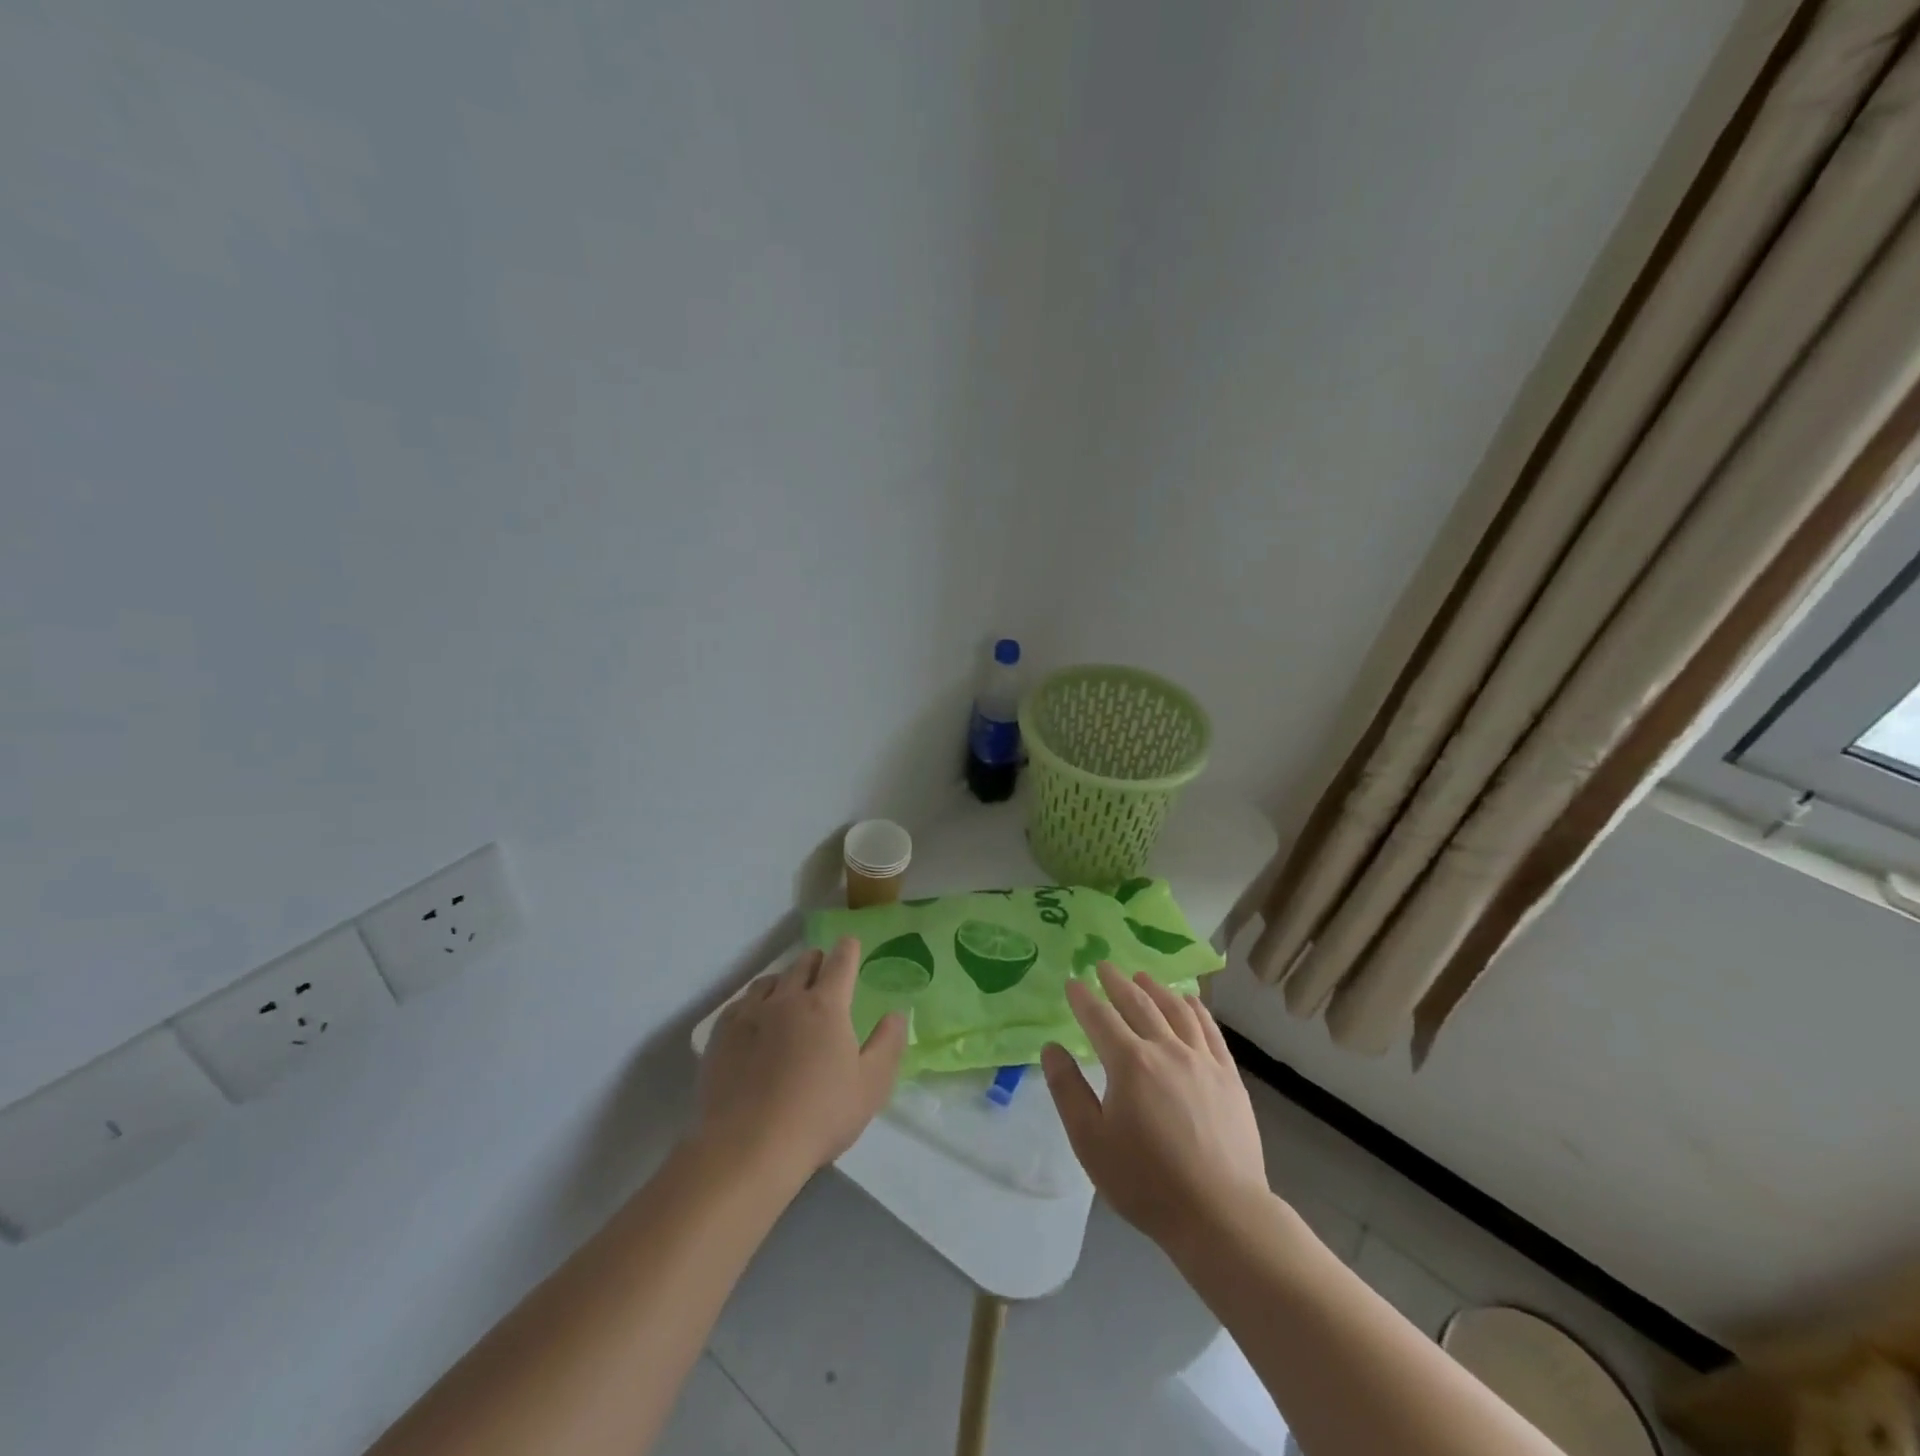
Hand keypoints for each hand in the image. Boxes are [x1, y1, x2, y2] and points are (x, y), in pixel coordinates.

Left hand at [695, 938, 906, 1184]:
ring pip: (770, 980)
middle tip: (822, 971)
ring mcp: (750, 1014)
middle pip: (803, 963)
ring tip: (788, 992)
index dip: (848, 950)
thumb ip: (887, 1044)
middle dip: (817, 961)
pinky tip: (755, 1018)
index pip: (840, 962)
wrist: (747, 1148)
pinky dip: (755, 1001)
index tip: (850, 945)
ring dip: (785, 979)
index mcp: (826, 1005)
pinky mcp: (722, 1034)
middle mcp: (787, 998)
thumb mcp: (871, 1086)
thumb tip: (896, 1013)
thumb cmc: (819, 1116)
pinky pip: (741, 1002)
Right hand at [1042, 962, 1269, 1253]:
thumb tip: (1051, 1048)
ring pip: (1176, 1010)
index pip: (1100, 1018)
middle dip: (1117, 983)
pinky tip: (1189, 1001)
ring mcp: (1202, 1060)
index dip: (1083, 998)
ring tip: (1142, 976)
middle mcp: (1166, 1049)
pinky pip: (1209, 1030)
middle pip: (1139, 1004)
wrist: (1221, 1214)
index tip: (1072, 983)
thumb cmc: (1147, 1181)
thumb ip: (1069, 1090)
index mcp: (1130, 1063)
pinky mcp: (1228, 1076)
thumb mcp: (1091, 1142)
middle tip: (1104, 966)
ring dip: (1156, 989)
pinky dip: (1195, 1009)